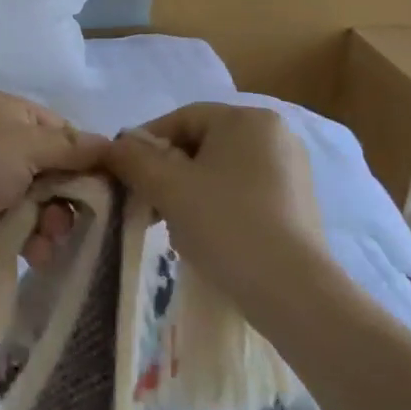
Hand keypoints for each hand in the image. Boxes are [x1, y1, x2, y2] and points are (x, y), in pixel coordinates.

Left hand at [0, 92, 108, 267]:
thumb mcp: (24, 146)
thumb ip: (72, 149)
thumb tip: (115, 146)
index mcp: (15, 116)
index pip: (68, 135)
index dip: (89, 161)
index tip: (110, 188)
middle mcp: (9, 147)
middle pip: (61, 173)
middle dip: (71, 198)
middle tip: (70, 218)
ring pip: (47, 205)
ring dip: (54, 223)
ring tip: (46, 237)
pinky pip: (28, 230)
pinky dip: (35, 241)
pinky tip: (35, 254)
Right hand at [104, 102, 337, 322]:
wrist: (293, 291)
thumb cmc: (227, 224)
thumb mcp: (168, 188)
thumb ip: (134, 160)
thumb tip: (113, 146)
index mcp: (247, 119)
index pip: (182, 118)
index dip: (146, 144)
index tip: (124, 174)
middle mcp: (275, 134)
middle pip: (202, 144)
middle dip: (168, 172)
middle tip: (145, 204)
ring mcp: (291, 170)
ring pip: (221, 171)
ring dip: (189, 192)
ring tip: (173, 226)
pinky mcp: (297, 204)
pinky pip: (244, 193)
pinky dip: (218, 207)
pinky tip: (207, 237)